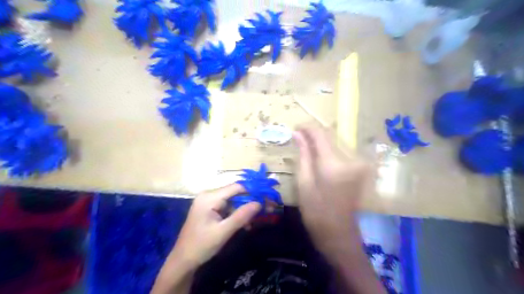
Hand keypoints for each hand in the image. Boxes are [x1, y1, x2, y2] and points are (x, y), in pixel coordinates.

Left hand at [171, 184, 259, 268]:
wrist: (183, 260)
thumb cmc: (201, 245)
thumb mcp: (223, 232)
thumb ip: (241, 216)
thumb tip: (259, 203)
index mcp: (209, 197)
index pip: (236, 187)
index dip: (253, 190)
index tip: (267, 197)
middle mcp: (209, 195)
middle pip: (235, 193)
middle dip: (251, 201)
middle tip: (266, 209)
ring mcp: (209, 201)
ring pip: (233, 200)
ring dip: (245, 209)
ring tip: (256, 221)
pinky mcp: (210, 208)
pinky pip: (228, 207)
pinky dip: (237, 214)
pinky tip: (245, 224)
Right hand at [294, 126, 371, 252]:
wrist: (339, 233)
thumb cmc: (316, 211)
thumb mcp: (304, 183)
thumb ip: (303, 155)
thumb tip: (298, 134)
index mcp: (333, 164)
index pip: (321, 134)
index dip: (308, 127)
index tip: (296, 128)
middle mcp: (349, 160)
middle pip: (330, 137)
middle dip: (313, 135)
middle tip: (298, 138)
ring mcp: (358, 164)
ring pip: (336, 143)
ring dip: (321, 143)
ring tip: (306, 148)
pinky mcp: (360, 169)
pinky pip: (341, 153)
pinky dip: (329, 151)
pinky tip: (319, 157)